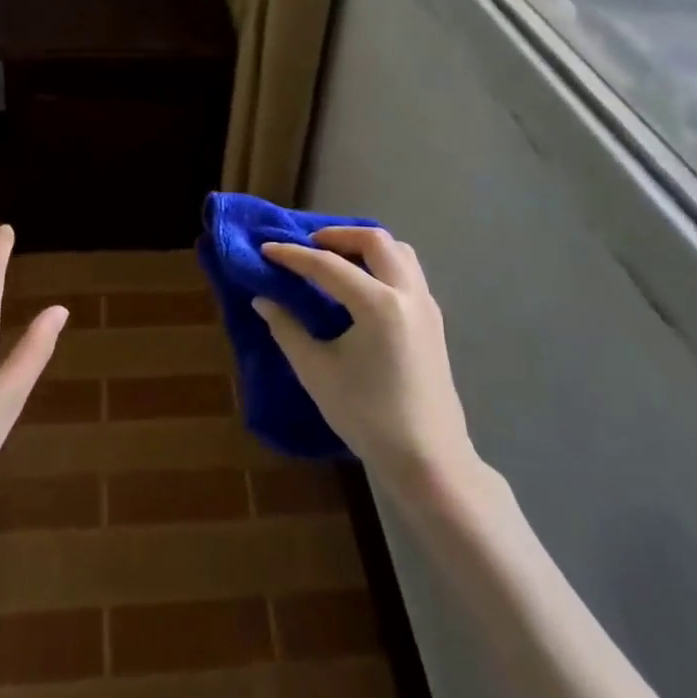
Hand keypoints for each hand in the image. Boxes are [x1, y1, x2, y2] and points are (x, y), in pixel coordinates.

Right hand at [256, 228, 477, 499]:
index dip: (292, 255)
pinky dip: (382, 263)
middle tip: (307, 246)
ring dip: (365, 245)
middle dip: (336, 235)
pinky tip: (362, 286)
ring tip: (336, 259)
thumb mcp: (317, 372)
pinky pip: (408, 271)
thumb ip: (287, 329)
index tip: (266, 249)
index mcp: (378, 304)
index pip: (327, 265)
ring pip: (398, 251)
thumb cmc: (368, 417)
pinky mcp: (433, 320)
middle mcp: (407, 293)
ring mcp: (426, 305)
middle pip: (374, 240)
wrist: (429, 462)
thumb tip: (263, 300)